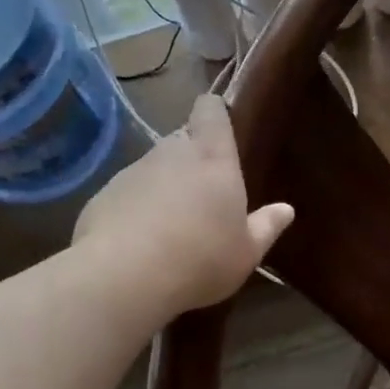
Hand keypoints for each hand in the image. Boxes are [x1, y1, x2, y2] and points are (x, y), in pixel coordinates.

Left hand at [74, 95, 293, 317]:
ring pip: (153, 167)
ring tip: (170, 225)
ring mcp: (133, 171)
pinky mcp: (103, 195)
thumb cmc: (201, 259)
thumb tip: (286, 209)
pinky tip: (140, 242)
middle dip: (191, 157)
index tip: (220, 127)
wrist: (124, 277)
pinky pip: (126, 193)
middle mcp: (171, 153)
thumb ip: (266, 227)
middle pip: (182, 139)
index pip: (211, 111)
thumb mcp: (246, 252)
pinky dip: (135, 208)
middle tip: (202, 193)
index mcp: (213, 158)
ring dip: (162, 185)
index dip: (214, 113)